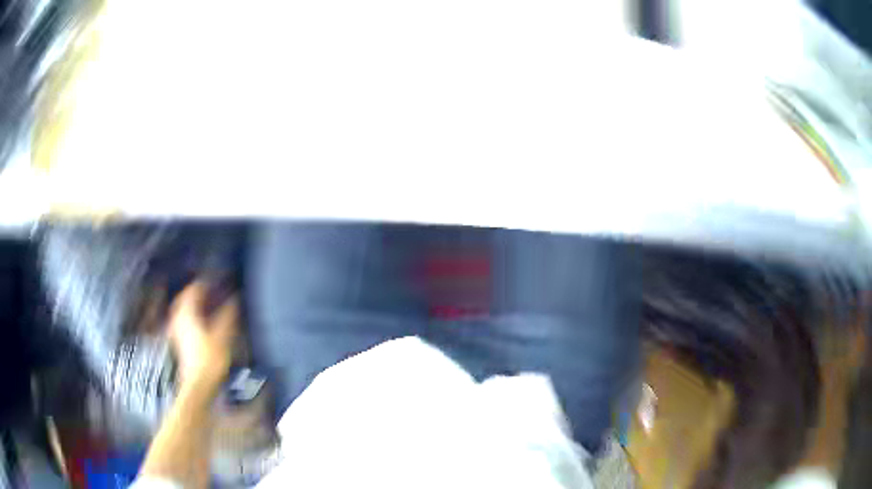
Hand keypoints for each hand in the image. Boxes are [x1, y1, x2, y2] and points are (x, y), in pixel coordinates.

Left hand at [169, 282, 238, 391]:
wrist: (198, 385)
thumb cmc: (210, 359)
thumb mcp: (222, 335)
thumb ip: (228, 314)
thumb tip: (235, 298)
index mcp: (186, 311)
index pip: (195, 288)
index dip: (207, 282)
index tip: (220, 280)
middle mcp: (178, 316)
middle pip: (186, 296)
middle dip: (198, 291)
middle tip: (213, 289)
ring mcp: (176, 329)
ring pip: (183, 308)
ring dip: (195, 303)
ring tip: (209, 304)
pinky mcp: (178, 340)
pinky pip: (183, 319)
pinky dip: (192, 315)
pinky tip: (202, 321)